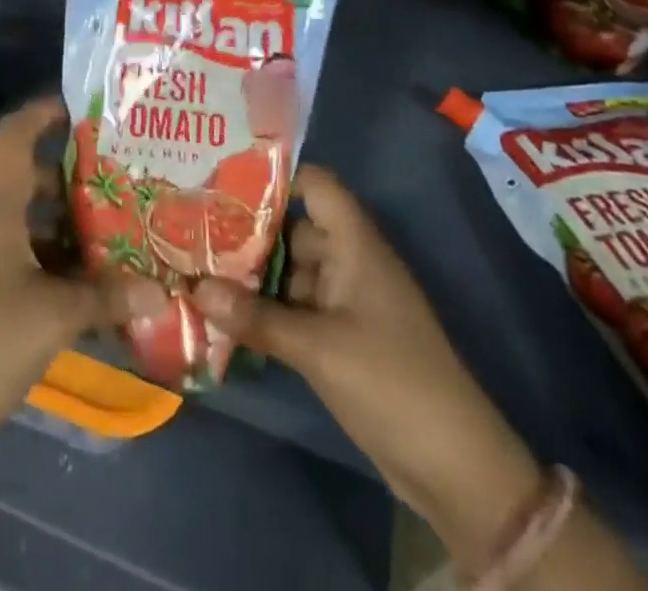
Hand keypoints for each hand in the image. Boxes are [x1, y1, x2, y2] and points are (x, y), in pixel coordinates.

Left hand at [0, 101, 164, 473]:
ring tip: (111, 232)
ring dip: (62, 221)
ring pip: (21, 215)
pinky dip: (44, 253)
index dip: (46, 112)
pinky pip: (11, 248)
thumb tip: (160, 291)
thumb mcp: (54, 317)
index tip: (87, 108)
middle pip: (26, 175)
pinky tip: (80, 282)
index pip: (16, 133)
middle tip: (120, 180)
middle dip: (72, 176)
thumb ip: (107, 297)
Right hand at [192, 166, 543, 562]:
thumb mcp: (318, 349)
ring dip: (251, 275)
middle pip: (293, 228)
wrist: (455, 469)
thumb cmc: (391, 383)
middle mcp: (349, 262)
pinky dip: (265, 309)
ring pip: (290, 271)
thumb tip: (194, 287)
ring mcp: (345, 301)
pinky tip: (223, 314)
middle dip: (247, 231)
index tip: (221, 181)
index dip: (275, 177)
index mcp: (355, 244)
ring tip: (195, 268)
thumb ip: (255, 316)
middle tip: (191, 229)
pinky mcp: (339, 337)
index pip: (315, 185)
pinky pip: (295, 308)